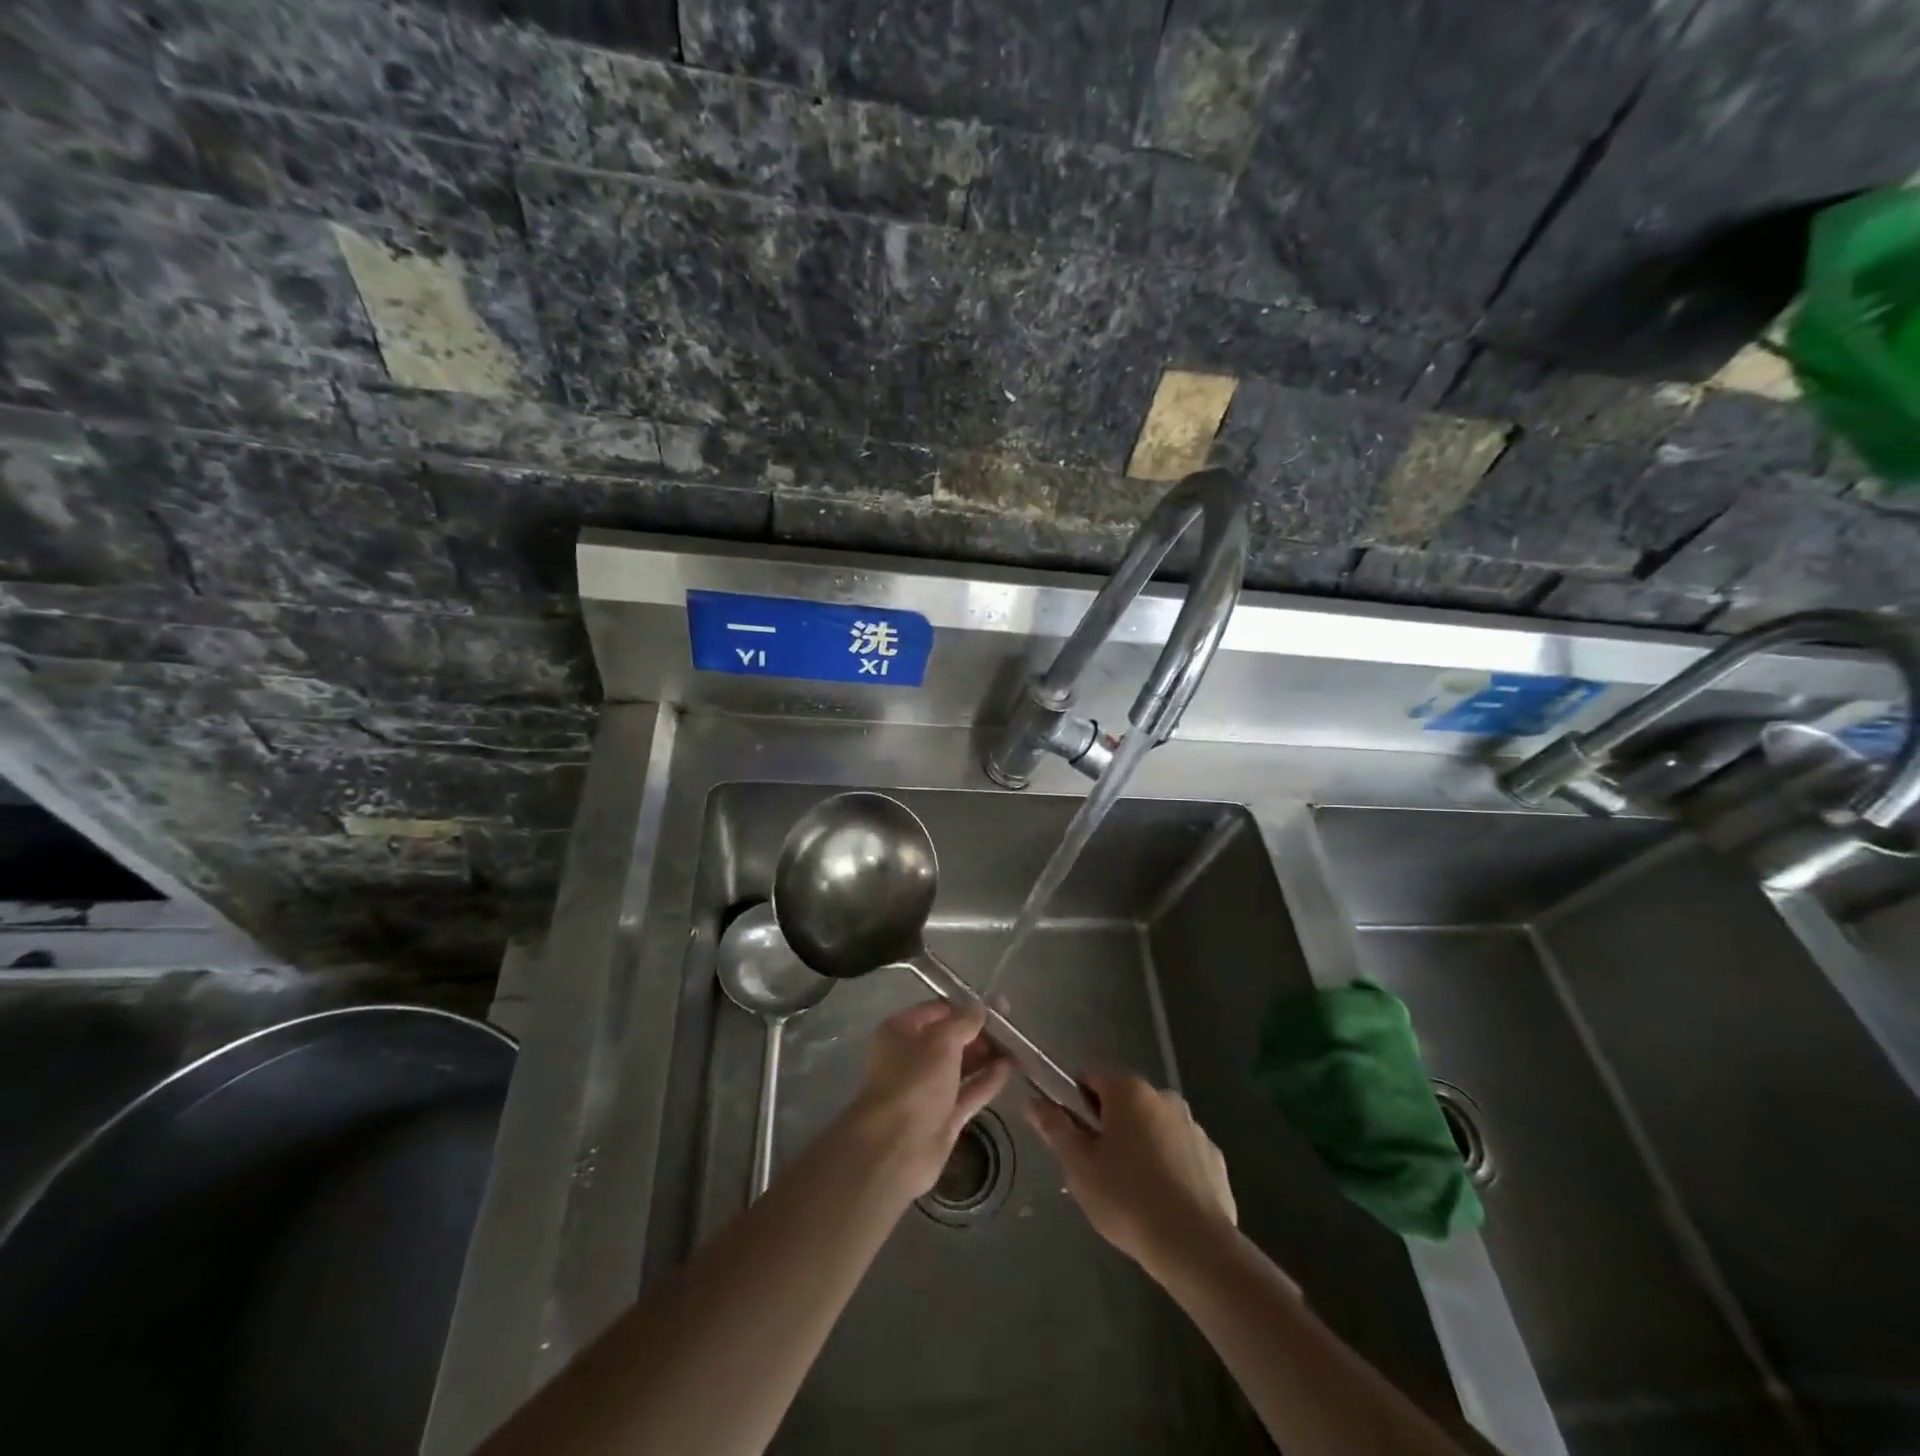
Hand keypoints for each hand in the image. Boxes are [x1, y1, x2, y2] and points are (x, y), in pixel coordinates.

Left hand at [844, 999, 1010, 1199]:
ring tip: (1019, 1047)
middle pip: (951, 1038)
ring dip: (988, 1055)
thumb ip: (964, 1021)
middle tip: (1013, 1028)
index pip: (939, 1010)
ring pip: (962, 1065)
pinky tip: (1012, 1068)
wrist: (896, 1149)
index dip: (968, 1006)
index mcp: (901, 1030)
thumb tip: (980, 1006)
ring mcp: (928, 1088)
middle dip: (981, 1032)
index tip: (999, 1007)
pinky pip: (969, 1091)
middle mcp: (912, 1056)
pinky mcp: (943, 1115)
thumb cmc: (914, 1082)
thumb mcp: (941, 1041)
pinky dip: (988, 1080)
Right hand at [1026, 1072, 1237, 1277]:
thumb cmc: (1128, 1200)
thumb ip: (1055, 1128)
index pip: (1090, 1080)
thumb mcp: (1079, 1167)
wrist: (1196, 1247)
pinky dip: (1168, 1167)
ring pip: (1152, 1127)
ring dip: (1139, 1146)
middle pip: (1123, 1103)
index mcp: (1128, 1091)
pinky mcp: (1214, 1157)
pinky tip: (1163, 1201)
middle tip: (1096, 1170)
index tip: (1071, 1138)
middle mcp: (1163, 1096)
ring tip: (1131, 1192)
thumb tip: (1033, 1101)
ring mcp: (1193, 1126)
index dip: (1074, 1104)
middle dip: (1108, 1128)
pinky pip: (1180, 1152)